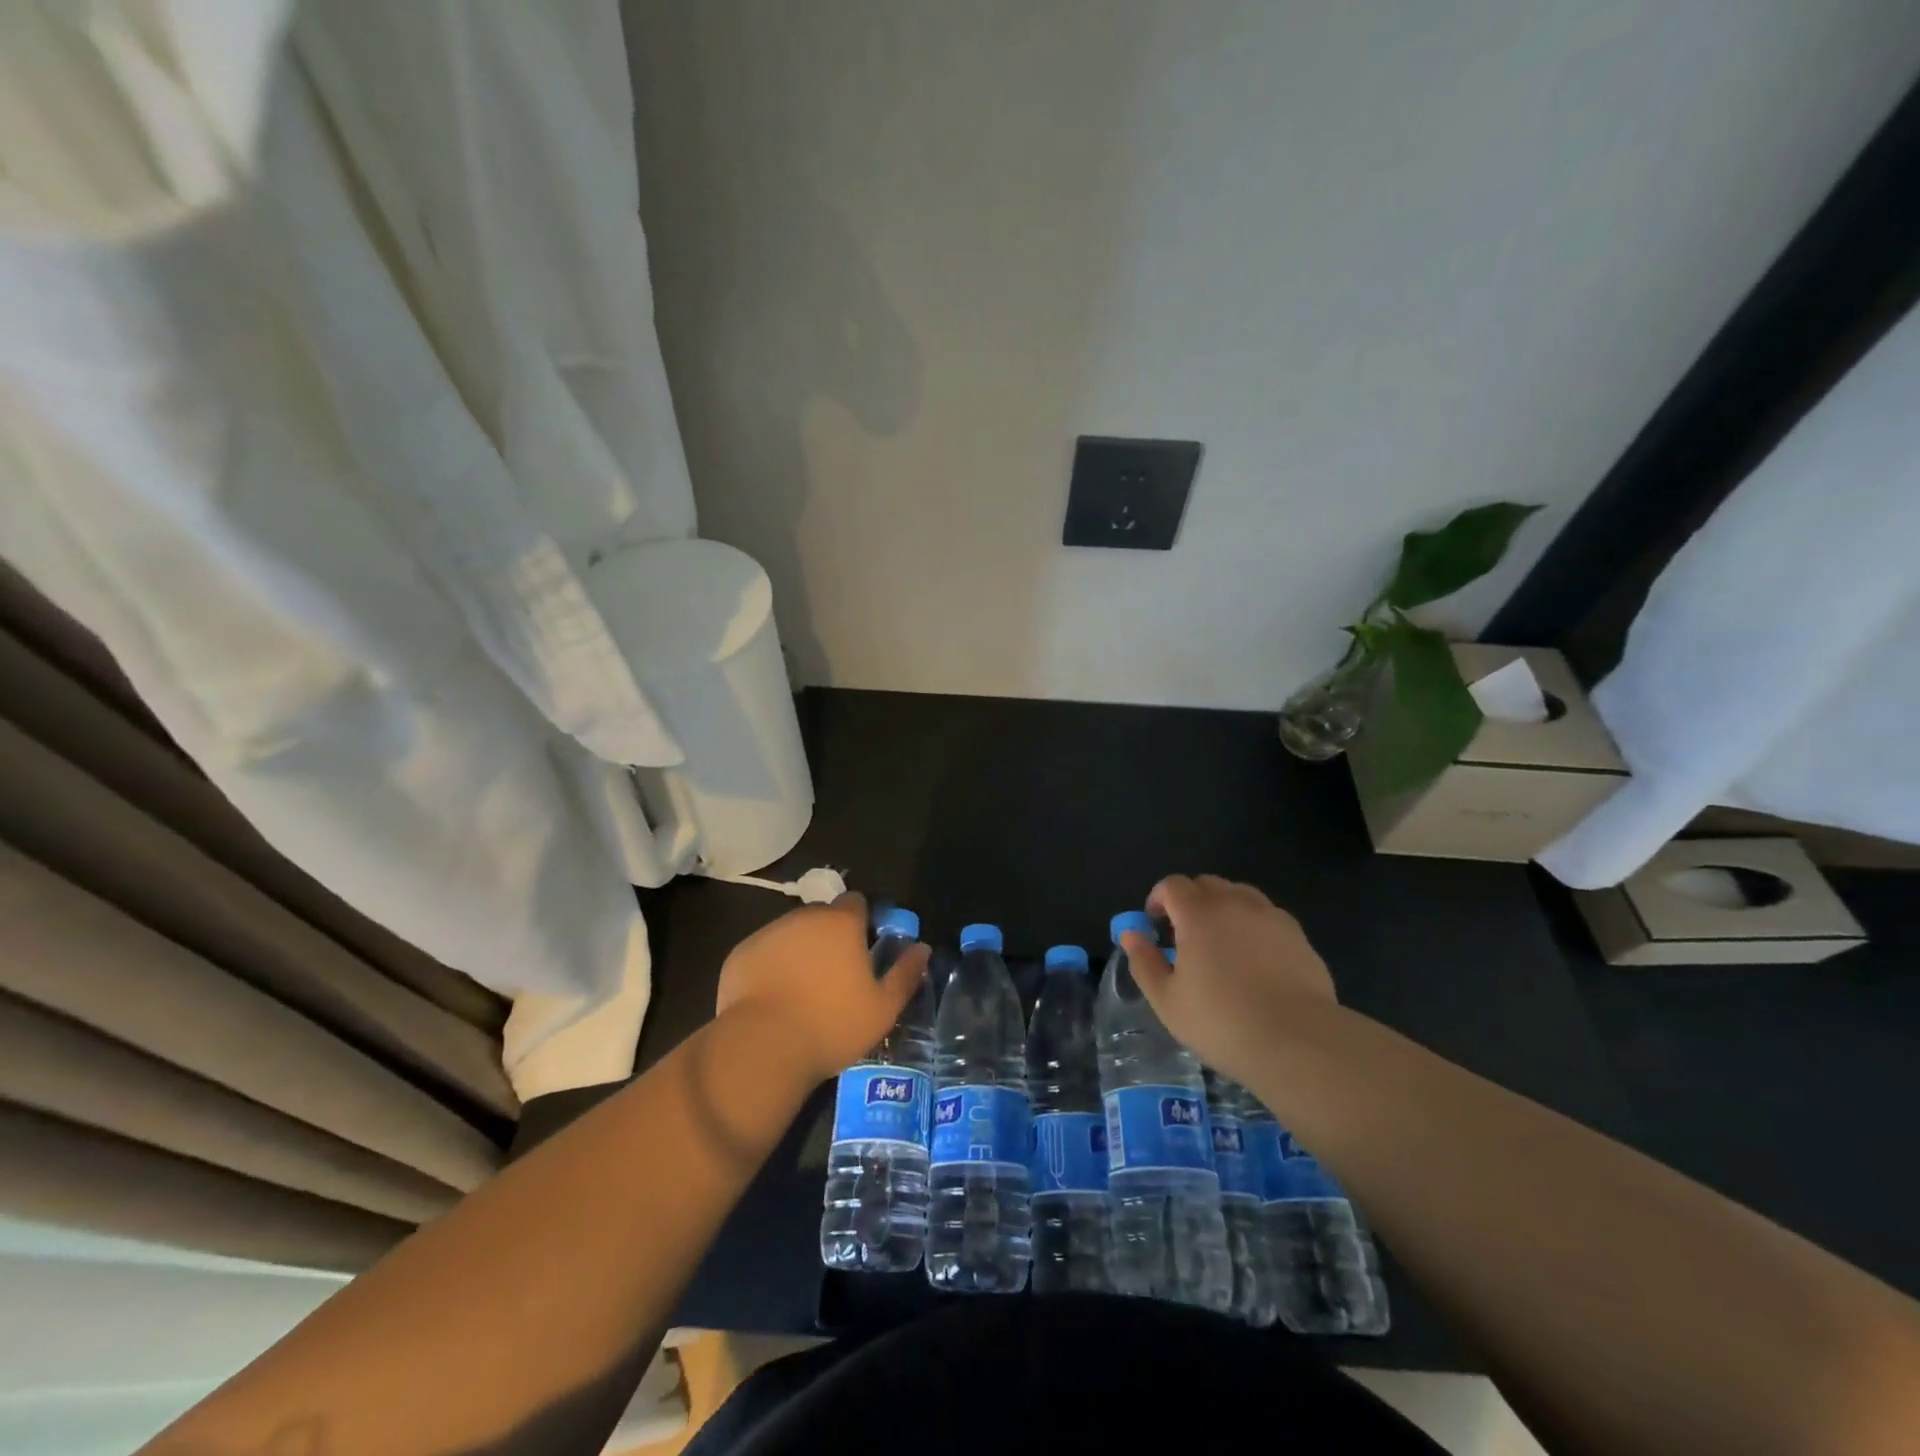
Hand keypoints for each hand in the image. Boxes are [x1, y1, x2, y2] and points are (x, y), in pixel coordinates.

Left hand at [714, 893, 929, 1083]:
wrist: (764, 1047)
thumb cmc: (832, 1025)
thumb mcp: (883, 1008)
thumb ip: (905, 974)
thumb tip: (922, 949)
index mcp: (841, 923)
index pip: (856, 902)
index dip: (862, 921)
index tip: (863, 948)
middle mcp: (804, 917)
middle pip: (822, 916)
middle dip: (829, 936)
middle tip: (835, 975)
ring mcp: (768, 933)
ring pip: (791, 933)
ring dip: (800, 950)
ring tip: (802, 990)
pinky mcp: (740, 954)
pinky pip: (763, 953)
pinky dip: (771, 967)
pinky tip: (774, 999)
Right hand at [1120, 875, 1335, 1086]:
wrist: (1298, 1041)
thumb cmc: (1222, 1022)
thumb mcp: (1167, 1000)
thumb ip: (1144, 961)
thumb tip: (1130, 934)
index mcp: (1198, 913)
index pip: (1172, 885)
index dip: (1158, 899)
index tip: (1155, 924)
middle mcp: (1235, 903)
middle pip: (1206, 883)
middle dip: (1189, 900)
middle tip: (1185, 936)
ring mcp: (1271, 916)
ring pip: (1239, 895)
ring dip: (1222, 908)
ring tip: (1221, 944)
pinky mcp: (1298, 936)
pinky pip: (1267, 916)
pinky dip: (1252, 925)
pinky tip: (1254, 959)